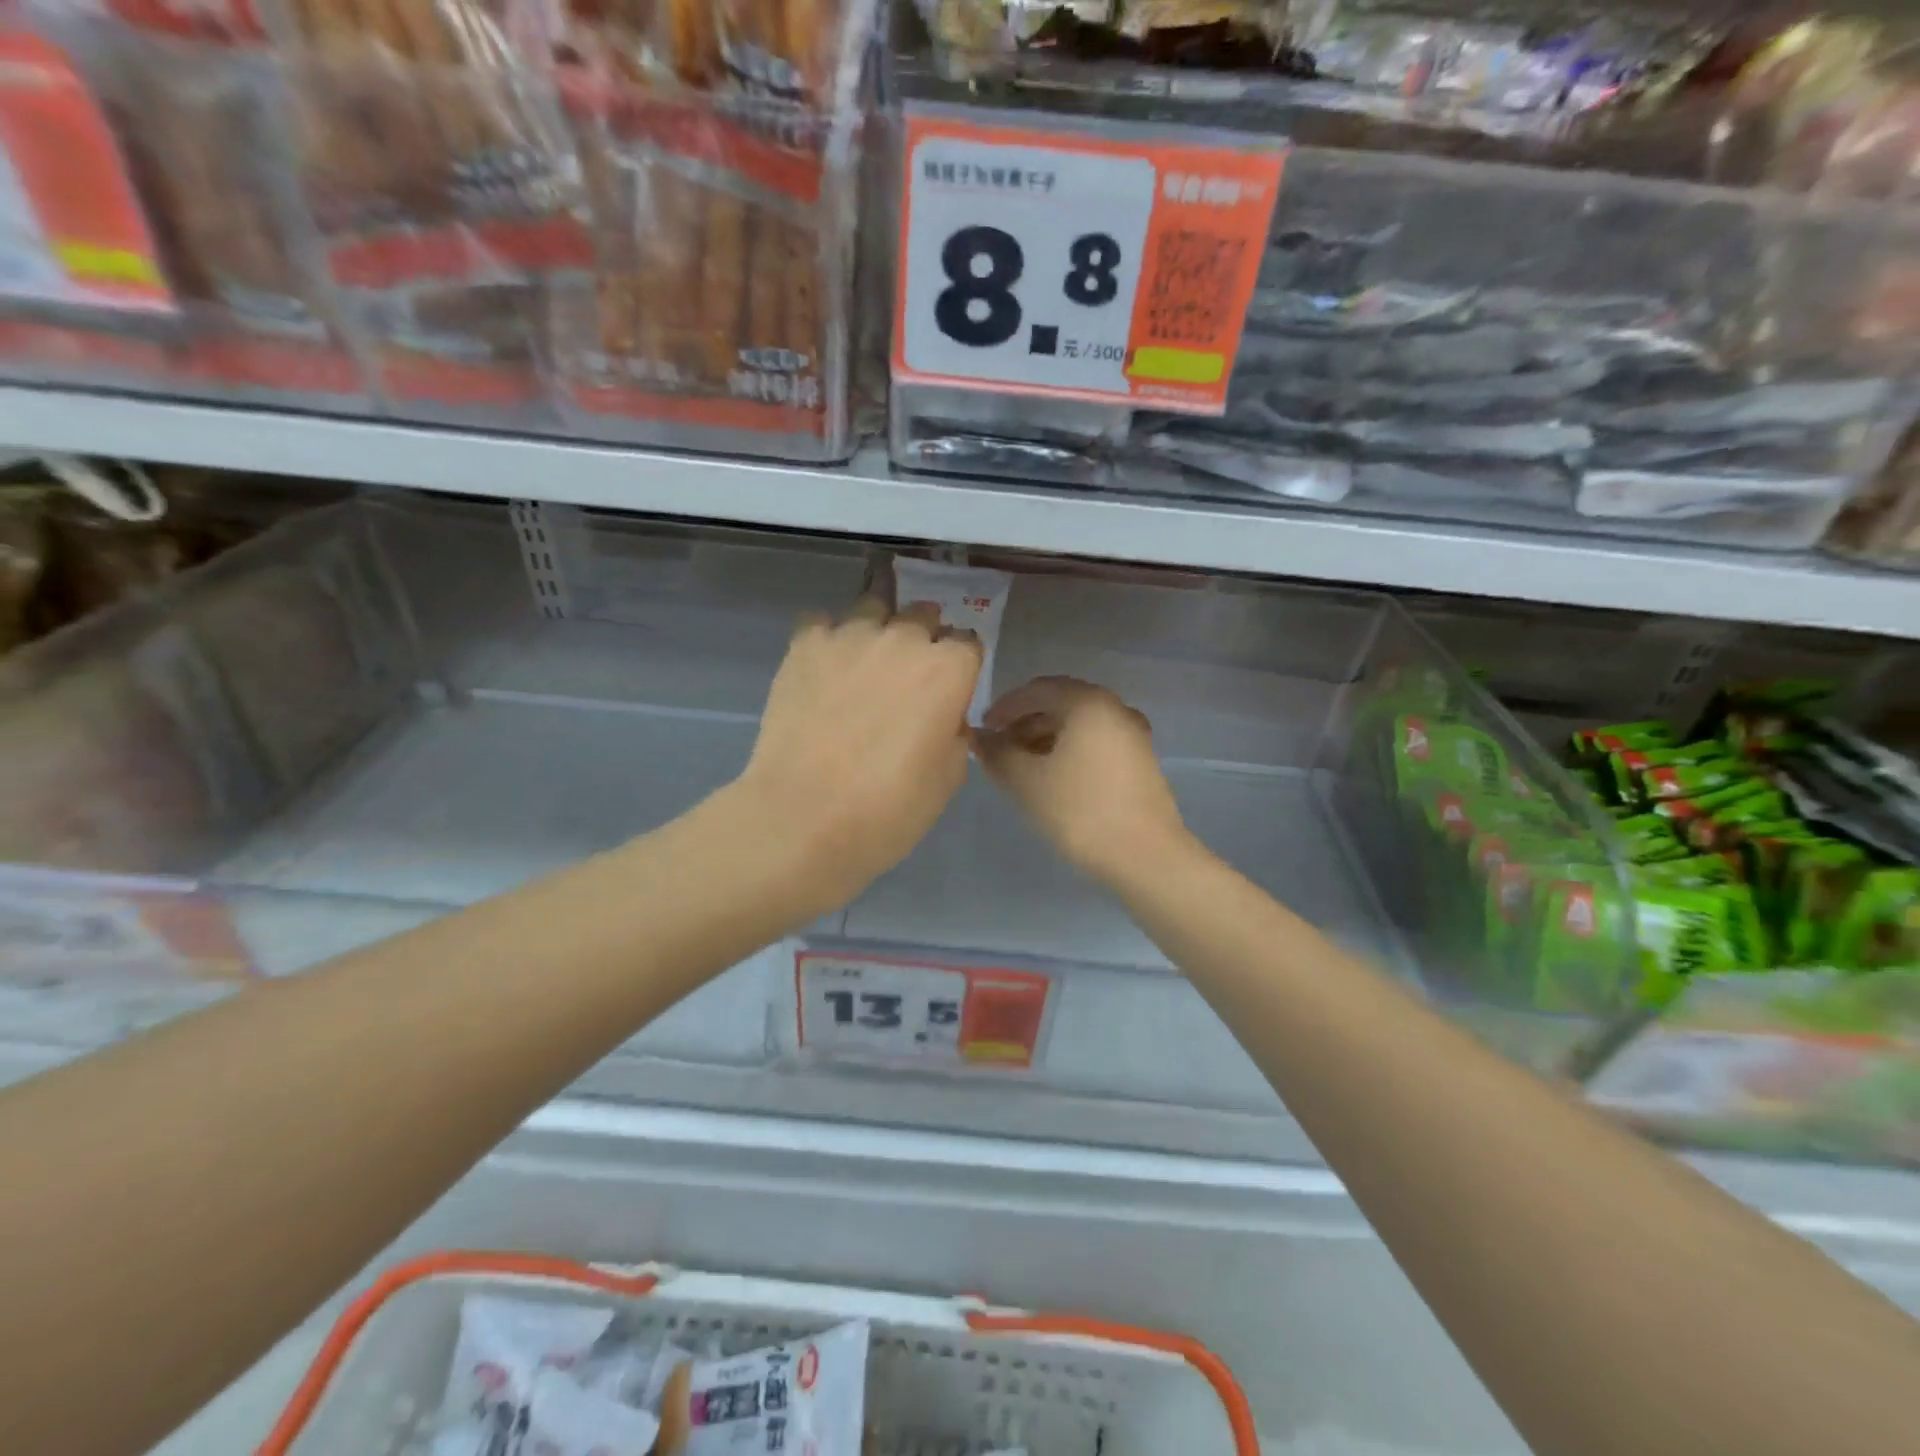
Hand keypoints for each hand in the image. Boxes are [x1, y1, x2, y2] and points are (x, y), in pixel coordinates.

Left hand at [731, 596, 980, 915]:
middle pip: (923, 615)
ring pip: (873, 608)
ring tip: (864, 663)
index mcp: (948, 670)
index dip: (960, 665)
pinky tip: (822, 668)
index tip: (949, 688)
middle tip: (908, 677)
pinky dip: (827, 639)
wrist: (803, 818)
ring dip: (878, 629)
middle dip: (923, 638)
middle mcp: (904, 638)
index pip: (967, 642)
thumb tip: (945, 715)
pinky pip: (822, 622)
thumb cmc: (888, 810)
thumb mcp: (947, 779)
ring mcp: (850, 636)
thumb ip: (954, 732)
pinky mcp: (805, 645)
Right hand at [974, 676, 1186, 884]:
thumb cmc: (1080, 811)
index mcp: (1088, 703)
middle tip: (999, 748)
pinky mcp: (1140, 760)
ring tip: (1021, 765)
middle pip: (1060, 703)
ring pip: (1079, 724)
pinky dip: (1069, 749)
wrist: (1145, 856)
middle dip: (1025, 721)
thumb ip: (997, 753)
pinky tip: (1052, 776)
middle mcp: (1114, 708)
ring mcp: (1132, 734)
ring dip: (1046, 736)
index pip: (1037, 689)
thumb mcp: (1026, 782)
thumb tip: (979, 738)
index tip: (983, 730)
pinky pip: (1096, 741)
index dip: (1005, 706)